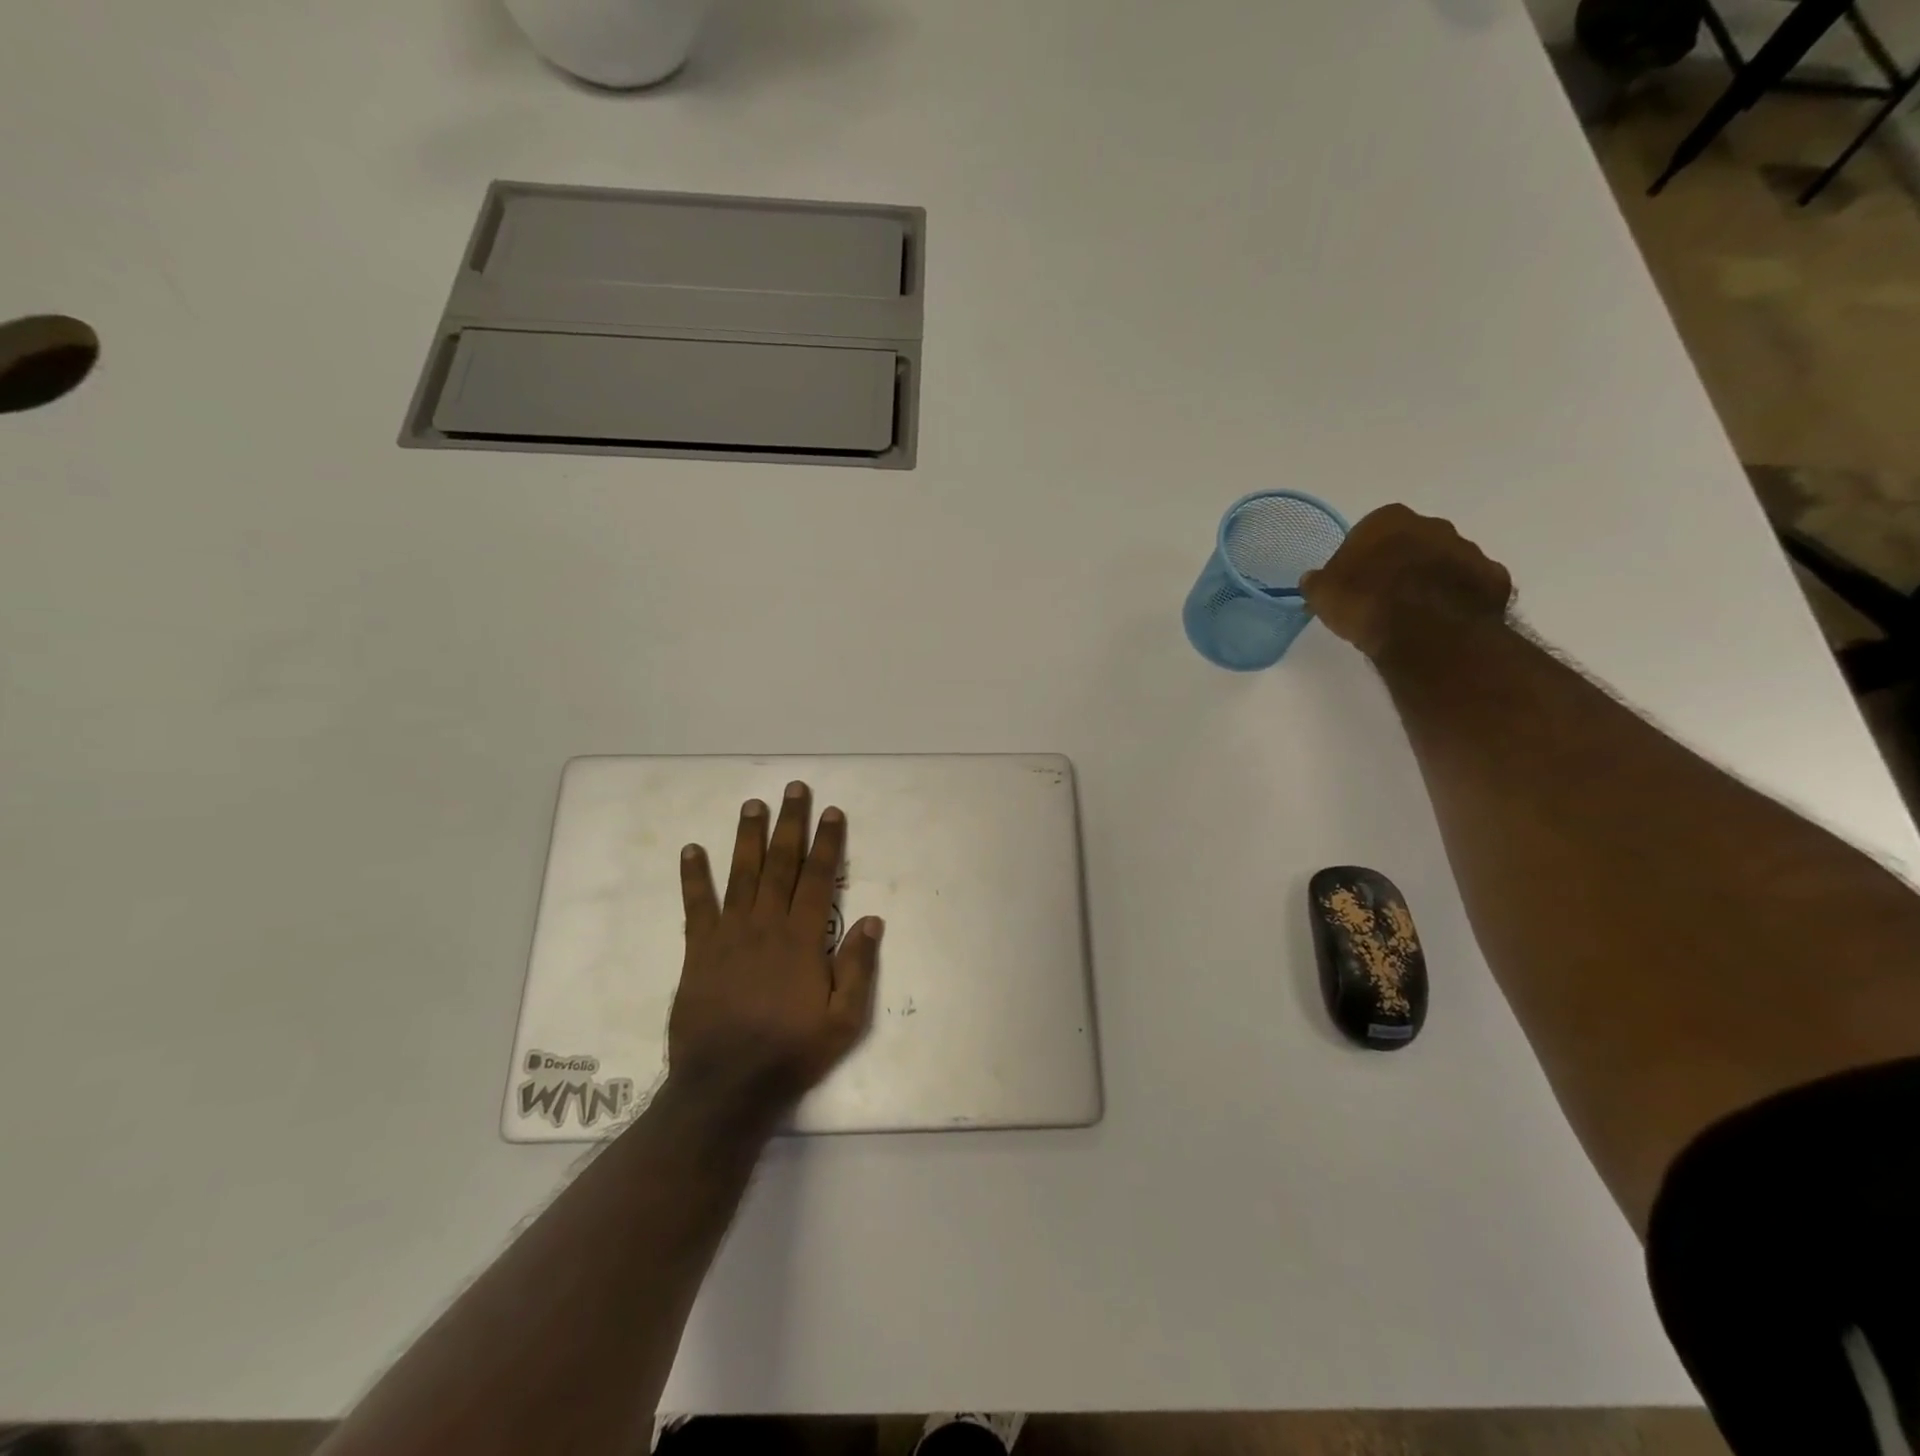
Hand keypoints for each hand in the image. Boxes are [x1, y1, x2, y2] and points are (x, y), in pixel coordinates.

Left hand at [667, 781, 882, 1115]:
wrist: (726, 1086)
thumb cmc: (791, 1052)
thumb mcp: (843, 1021)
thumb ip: (857, 968)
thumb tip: (872, 920)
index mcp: (802, 939)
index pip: (819, 878)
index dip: (827, 843)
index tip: (831, 811)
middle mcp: (766, 925)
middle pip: (780, 864)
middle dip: (789, 824)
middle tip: (793, 789)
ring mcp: (729, 935)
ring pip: (741, 874)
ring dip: (748, 837)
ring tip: (752, 804)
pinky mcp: (699, 950)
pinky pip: (697, 906)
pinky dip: (694, 877)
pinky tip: (692, 850)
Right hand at [1299, 504, 1513, 659]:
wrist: (1427, 631)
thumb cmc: (1366, 602)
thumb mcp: (1323, 594)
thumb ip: (1319, 582)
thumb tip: (1314, 579)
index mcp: (1388, 520)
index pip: (1368, 532)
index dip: (1360, 558)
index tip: (1353, 582)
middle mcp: (1433, 525)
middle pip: (1410, 542)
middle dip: (1399, 564)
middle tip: (1381, 597)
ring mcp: (1469, 550)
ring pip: (1442, 563)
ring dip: (1429, 581)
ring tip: (1410, 615)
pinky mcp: (1493, 579)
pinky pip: (1468, 586)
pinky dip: (1456, 599)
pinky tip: (1439, 622)